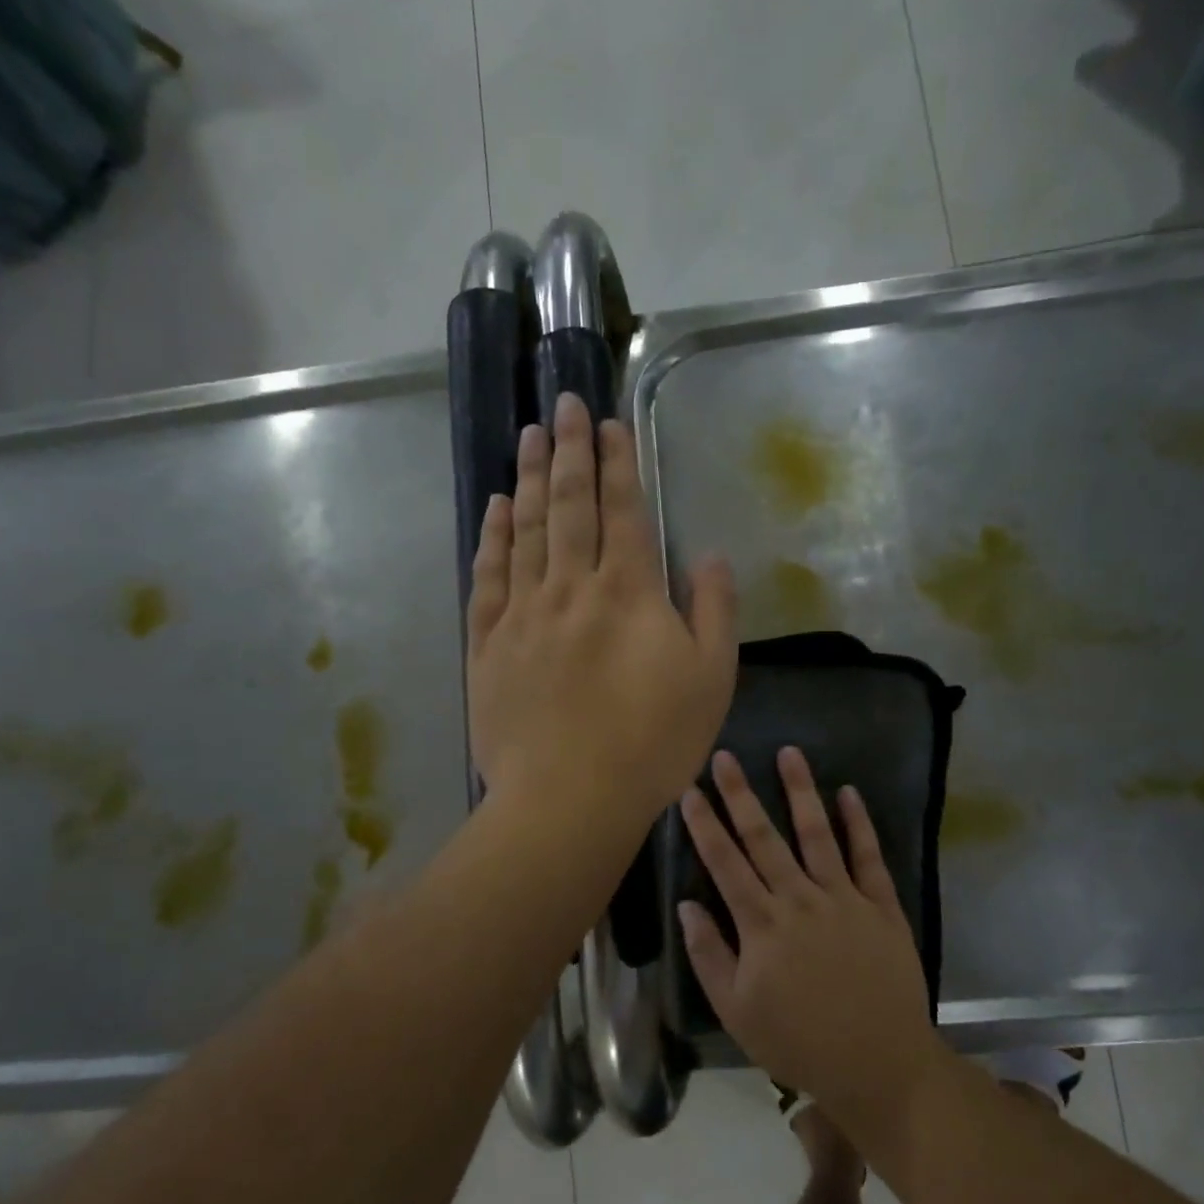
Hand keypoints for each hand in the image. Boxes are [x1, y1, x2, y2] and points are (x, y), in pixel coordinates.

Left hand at [467, 393, 737, 829]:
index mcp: (628, 592)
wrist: (569, 798)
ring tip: (530, 436)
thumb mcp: (711, 680)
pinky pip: (489, 577)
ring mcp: (523, 613)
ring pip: (527, 530)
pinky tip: (497, 508)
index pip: (622, 511)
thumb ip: (714, 611)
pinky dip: (494, 537)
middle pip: (570, 505)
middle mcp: (571, 587)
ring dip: (531, 478)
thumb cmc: (652, 743)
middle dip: (570, 450)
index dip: (617, 463)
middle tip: (562, 404)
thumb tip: (709, 556)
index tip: (608, 423)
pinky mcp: (488, 644)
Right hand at [678, 747, 940, 1123]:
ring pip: (816, 833)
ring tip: (789, 753)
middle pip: (763, 837)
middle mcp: (799, 898)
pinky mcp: (881, 906)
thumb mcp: (737, 1011)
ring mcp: (844, 898)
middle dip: (740, 794)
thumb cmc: (799, 1042)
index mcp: (761, 924)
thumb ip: (709, 955)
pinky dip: (859, 823)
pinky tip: (848, 792)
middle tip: (725, 756)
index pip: (724, 863)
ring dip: (800, 791)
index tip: (690, 790)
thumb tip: (686, 904)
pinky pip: (869, 856)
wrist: (880, 1065)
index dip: (704, 825)